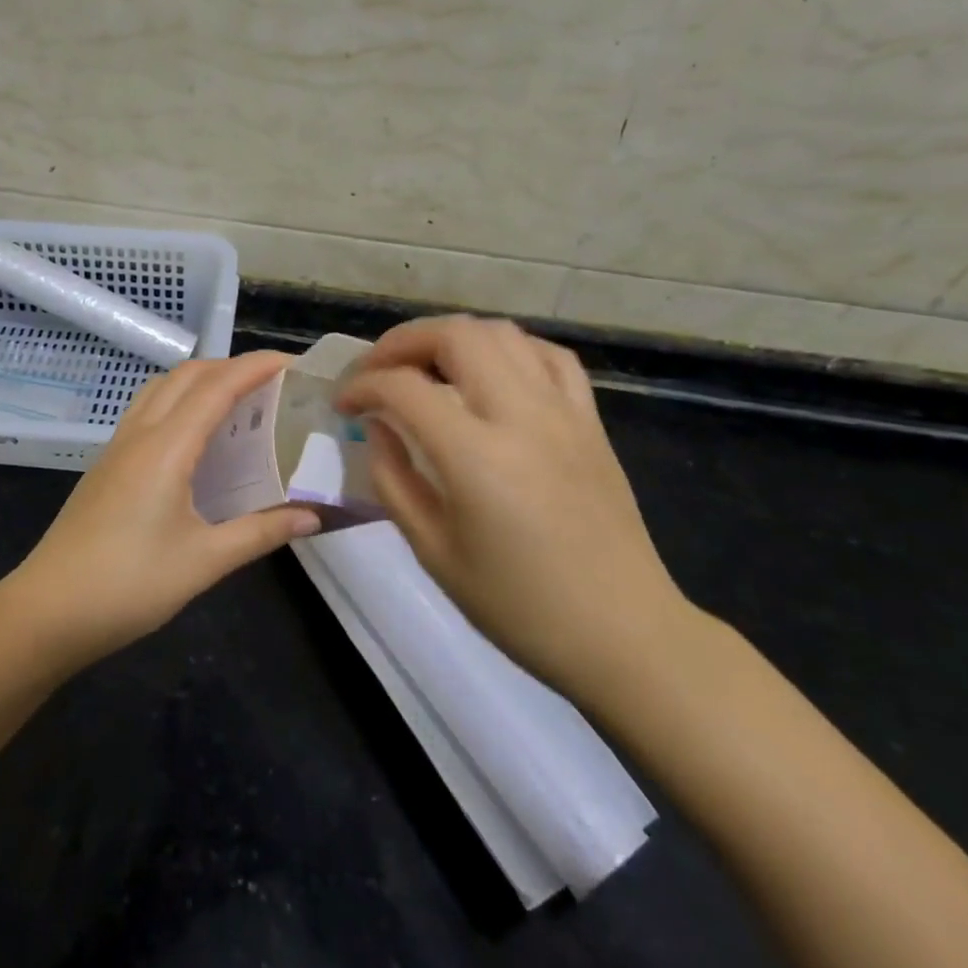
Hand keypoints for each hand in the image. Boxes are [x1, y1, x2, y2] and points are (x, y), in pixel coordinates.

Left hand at [3, 352, 319, 668]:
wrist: (48, 611)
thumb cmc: (129, 585)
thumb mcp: (204, 561)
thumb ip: (261, 532)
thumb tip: (314, 516)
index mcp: (166, 447)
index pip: (217, 387)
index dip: (256, 367)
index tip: (294, 362)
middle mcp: (140, 433)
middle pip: (187, 375)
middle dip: (232, 366)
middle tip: (273, 381)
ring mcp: (118, 446)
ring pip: (162, 387)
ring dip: (201, 379)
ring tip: (237, 399)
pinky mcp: (107, 464)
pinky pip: (148, 410)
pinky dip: (179, 400)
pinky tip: (195, 435)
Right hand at [336, 316, 694, 710]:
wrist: (624, 634)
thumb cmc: (520, 606)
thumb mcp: (434, 552)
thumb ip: (393, 479)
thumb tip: (377, 427)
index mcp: (476, 456)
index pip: (403, 388)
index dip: (362, 385)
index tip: (343, 404)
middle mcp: (522, 415)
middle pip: (455, 335)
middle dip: (402, 342)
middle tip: (376, 370)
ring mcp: (563, 411)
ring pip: (501, 332)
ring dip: (451, 337)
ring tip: (425, 366)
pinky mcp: (590, 420)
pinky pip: (548, 355)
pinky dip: (507, 349)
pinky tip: (490, 372)